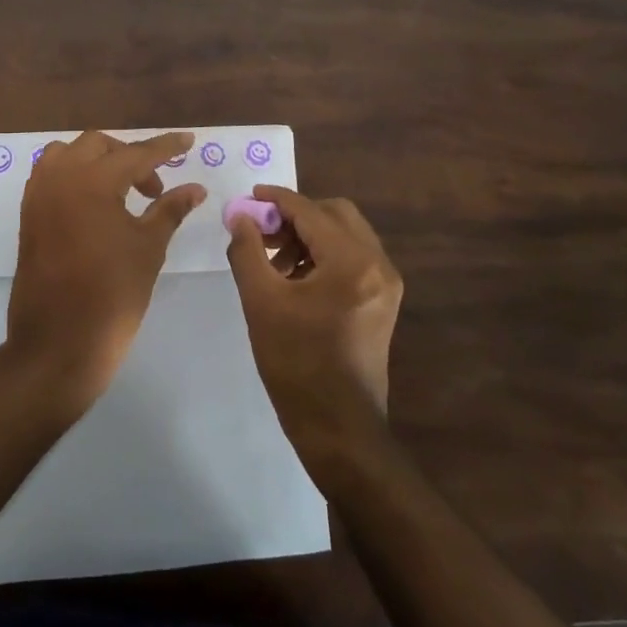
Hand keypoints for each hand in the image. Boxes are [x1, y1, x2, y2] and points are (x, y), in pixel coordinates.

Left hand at [3, 131, 206, 412]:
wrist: (58, 343)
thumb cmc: (112, 295)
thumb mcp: (148, 248)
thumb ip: (170, 209)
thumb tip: (195, 188)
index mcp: (91, 181)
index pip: (136, 153)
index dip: (165, 147)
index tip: (189, 140)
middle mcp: (59, 177)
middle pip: (98, 145)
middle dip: (130, 156)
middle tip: (155, 188)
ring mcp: (38, 194)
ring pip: (68, 154)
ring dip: (97, 161)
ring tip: (122, 190)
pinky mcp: (28, 214)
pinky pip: (50, 175)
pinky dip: (74, 175)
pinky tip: (95, 202)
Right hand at [226, 187, 403, 474]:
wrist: (339, 429)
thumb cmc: (296, 364)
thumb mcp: (261, 302)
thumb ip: (248, 250)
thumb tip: (240, 216)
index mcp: (352, 262)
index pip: (311, 211)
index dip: (277, 199)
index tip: (248, 197)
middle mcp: (378, 264)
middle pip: (336, 214)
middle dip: (296, 215)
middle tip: (263, 231)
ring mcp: (386, 284)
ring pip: (346, 234)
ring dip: (310, 234)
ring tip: (274, 260)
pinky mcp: (383, 301)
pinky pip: (353, 258)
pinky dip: (324, 254)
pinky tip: (295, 278)